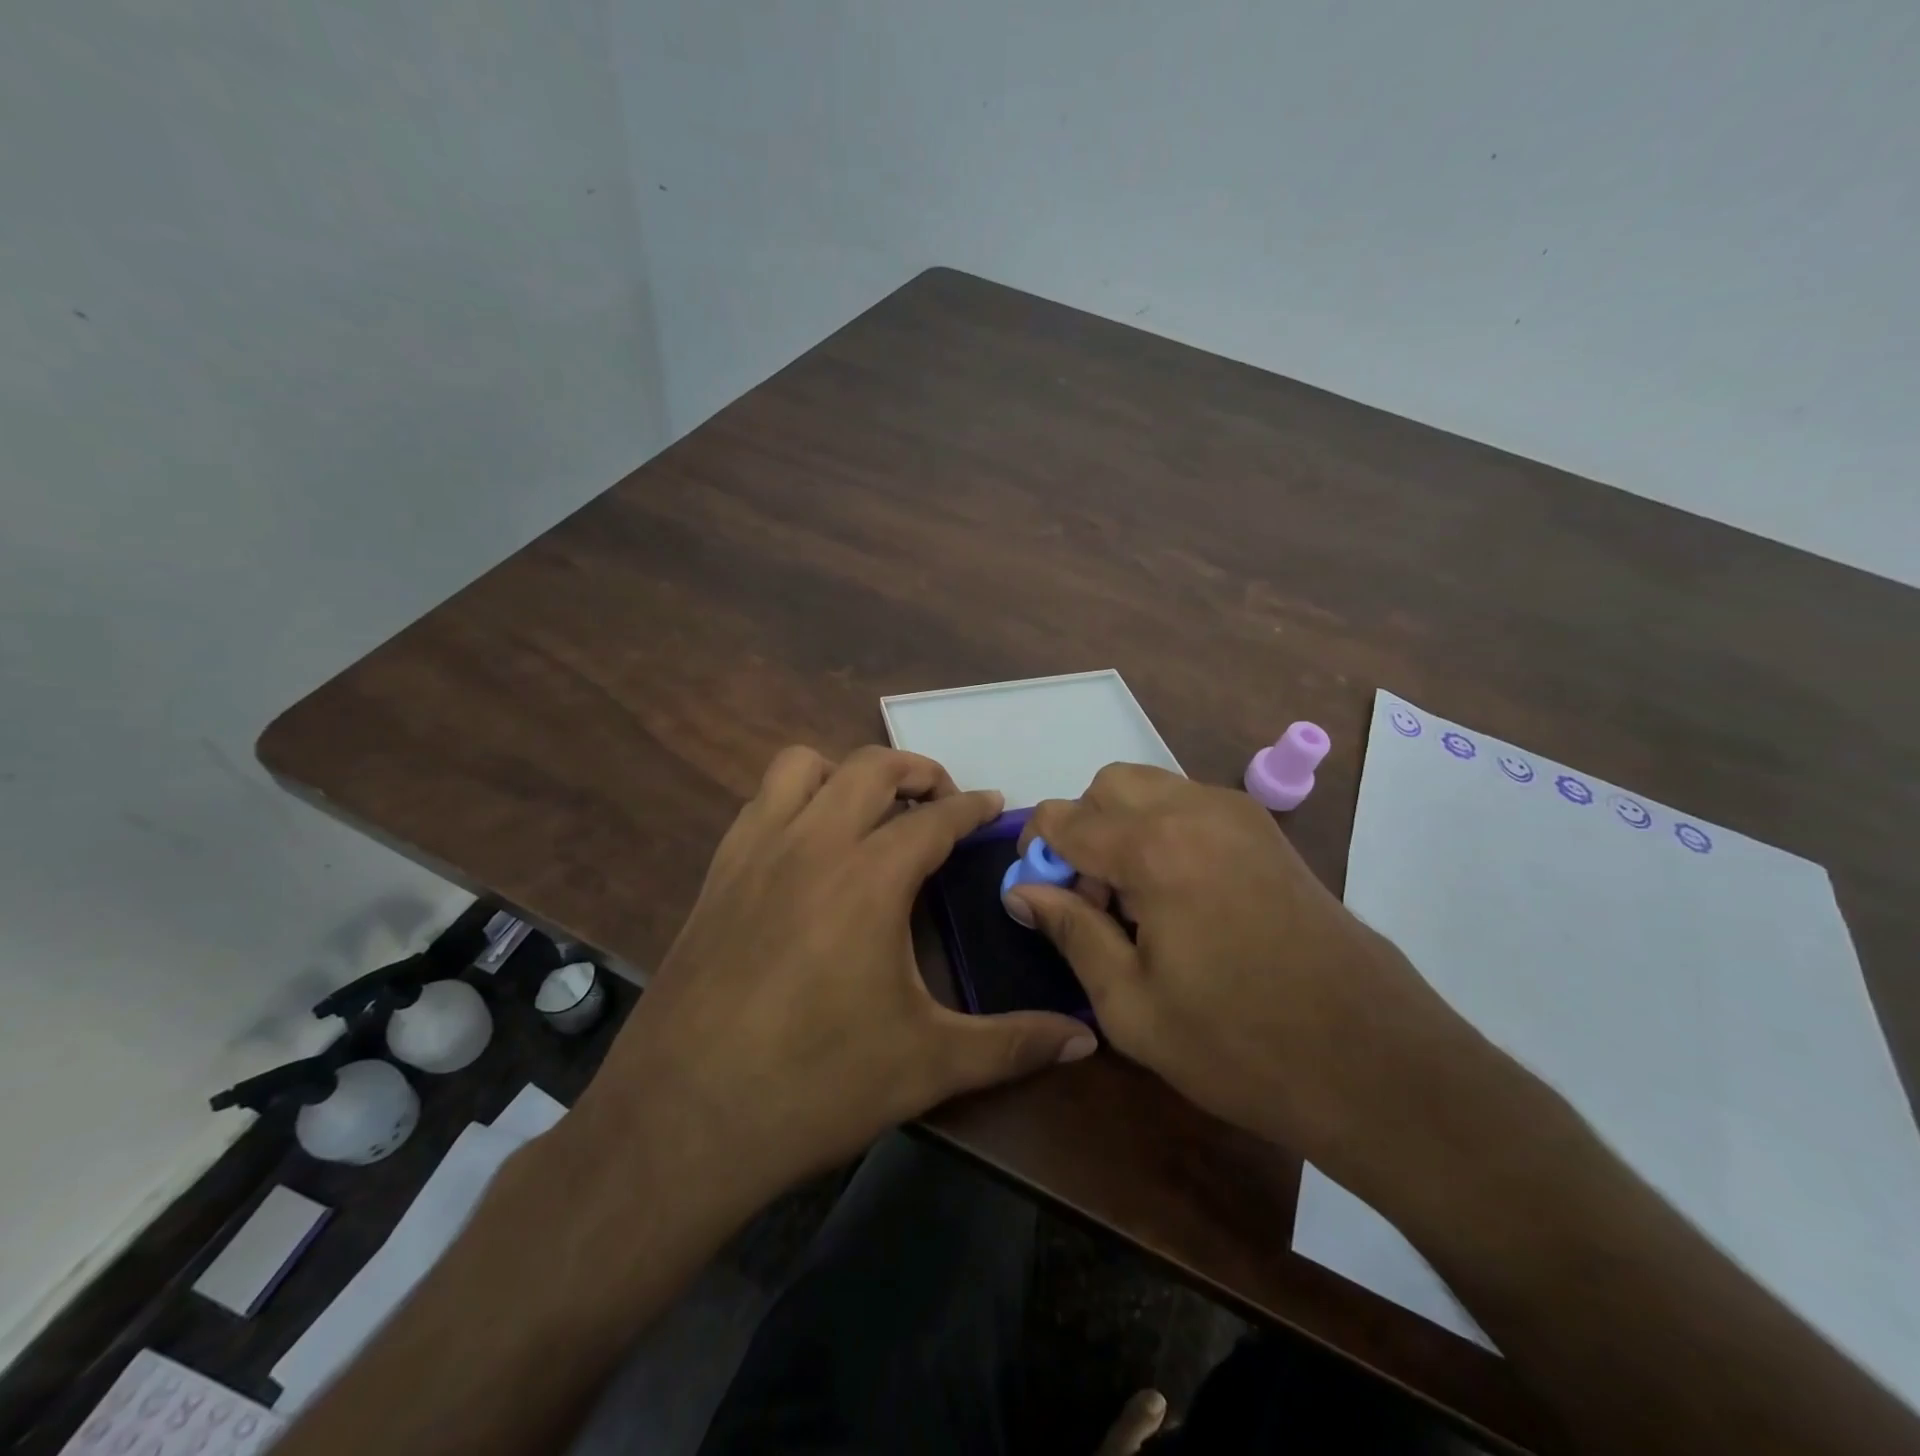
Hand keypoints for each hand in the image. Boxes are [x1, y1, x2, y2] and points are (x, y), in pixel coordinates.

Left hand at [581, 746, 1096, 1194]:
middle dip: (917, 770)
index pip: (935, 817)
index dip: (972, 805)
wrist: (680, 1120)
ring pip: (802, 766)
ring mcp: (756, 852)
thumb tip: (1084, 1040)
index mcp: (869, 877)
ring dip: (845, 773)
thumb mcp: (927, 1065)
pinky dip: (795, 800)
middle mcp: (812, 844)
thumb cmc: (815, 1085)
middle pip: (871, 766)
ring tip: (869, 813)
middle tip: (941, 801)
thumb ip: (1012, 1044)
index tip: (993, 805)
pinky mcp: (716, 874)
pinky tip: (807, 849)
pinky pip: (760, 803)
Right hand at [1009, 765, 1476, 1165]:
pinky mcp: (1267, 833)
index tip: (1038, 895)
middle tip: (1092, 898)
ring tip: (1137, 903)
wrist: (1376, 1064)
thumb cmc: (1239, 1044)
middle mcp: (1196, 810)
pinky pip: (1191, 805)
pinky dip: (1163, 830)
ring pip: (1151, 788)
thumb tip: (1023, 890)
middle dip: (1083, 828)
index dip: (1037, 850)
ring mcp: (1240, 816)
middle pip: (1108, 784)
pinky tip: (1181, 898)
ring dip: (1123, 827)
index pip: (1065, 816)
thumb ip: (1070, 931)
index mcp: (1155, 848)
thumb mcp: (1131, 1004)